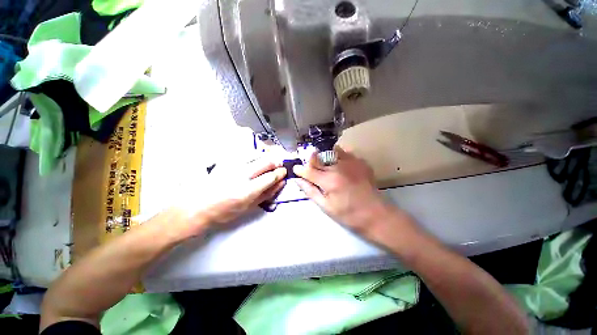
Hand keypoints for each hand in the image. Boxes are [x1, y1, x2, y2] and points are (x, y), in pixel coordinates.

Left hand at [176, 158, 285, 235]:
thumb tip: (280, 183)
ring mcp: (232, 165)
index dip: (281, 173)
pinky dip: (254, 155)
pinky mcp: (225, 160)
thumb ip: (267, 194)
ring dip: (266, 157)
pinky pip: (245, 152)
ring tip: (266, 164)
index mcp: (247, 191)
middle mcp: (241, 175)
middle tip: (278, 167)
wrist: (196, 207)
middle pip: (266, 161)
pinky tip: (253, 161)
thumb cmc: (223, 212)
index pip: (271, 176)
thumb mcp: (248, 207)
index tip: (284, 172)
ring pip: (257, 154)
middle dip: (276, 162)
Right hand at [293, 147, 389, 233]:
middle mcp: (339, 167)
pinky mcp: (360, 162)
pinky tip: (339, 165)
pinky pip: (345, 153)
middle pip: (318, 158)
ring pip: (331, 152)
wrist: (376, 214)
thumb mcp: (326, 207)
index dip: (300, 169)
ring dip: (324, 157)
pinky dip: (338, 156)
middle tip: (311, 170)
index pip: (308, 170)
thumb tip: (298, 180)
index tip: (296, 169)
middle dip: (311, 163)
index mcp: (329, 181)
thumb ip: (310, 191)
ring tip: (325, 167)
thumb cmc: (349, 215)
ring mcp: (351, 162)